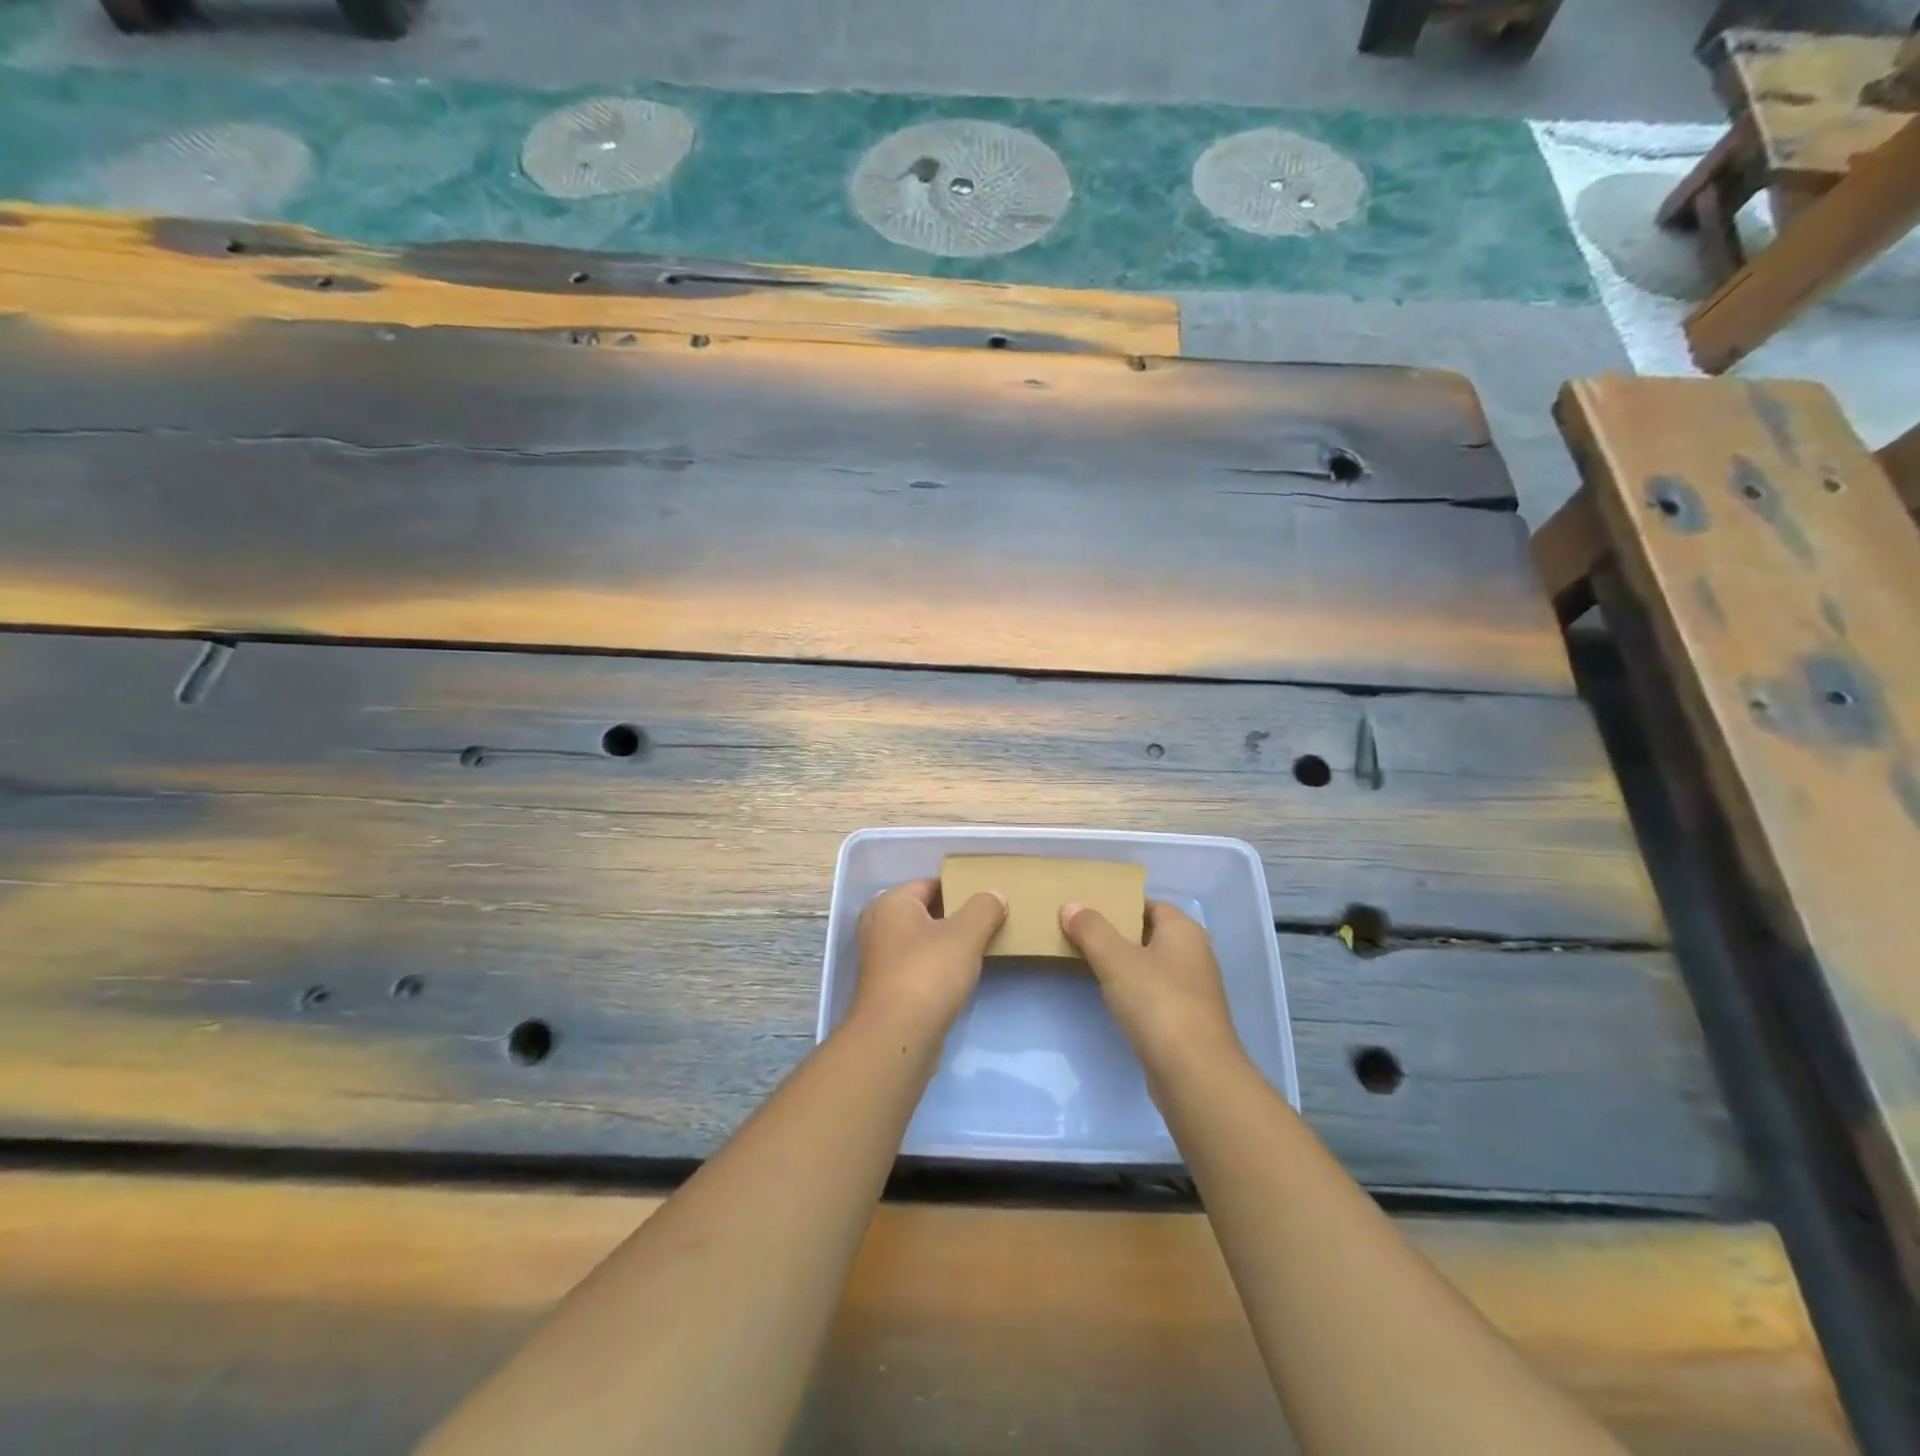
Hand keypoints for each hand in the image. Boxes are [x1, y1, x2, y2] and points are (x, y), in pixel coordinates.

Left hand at [852, 879, 1006, 1044]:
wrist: (897, 1037)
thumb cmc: (929, 973)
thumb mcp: (965, 934)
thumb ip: (984, 909)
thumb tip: (995, 894)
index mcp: (891, 902)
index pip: (931, 884)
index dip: (961, 889)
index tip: (989, 901)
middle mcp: (879, 925)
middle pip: (926, 912)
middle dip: (956, 917)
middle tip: (990, 923)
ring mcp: (880, 959)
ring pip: (922, 941)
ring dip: (948, 945)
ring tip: (981, 949)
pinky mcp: (887, 988)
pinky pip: (918, 966)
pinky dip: (938, 968)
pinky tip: (961, 978)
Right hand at [1061, 900, 1244, 1076]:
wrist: (1194, 1075)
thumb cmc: (1158, 1004)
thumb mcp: (1116, 960)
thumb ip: (1091, 930)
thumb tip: (1071, 906)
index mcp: (1184, 931)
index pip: (1148, 904)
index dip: (1119, 904)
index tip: (1087, 909)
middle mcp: (1194, 955)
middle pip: (1149, 934)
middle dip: (1117, 933)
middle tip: (1080, 933)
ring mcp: (1193, 990)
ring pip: (1151, 965)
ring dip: (1124, 964)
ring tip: (1087, 961)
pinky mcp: (1186, 1021)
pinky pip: (1154, 993)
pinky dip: (1133, 991)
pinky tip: (1110, 997)